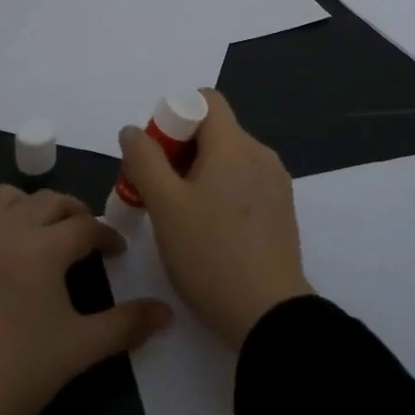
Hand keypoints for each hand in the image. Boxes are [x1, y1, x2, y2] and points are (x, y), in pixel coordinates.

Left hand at [0, 187, 171, 414]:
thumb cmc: (10, 377)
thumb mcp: (75, 353)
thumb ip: (125, 326)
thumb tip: (167, 312)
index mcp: (41, 248)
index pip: (85, 226)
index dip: (106, 237)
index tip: (115, 254)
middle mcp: (2, 228)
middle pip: (47, 201)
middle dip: (72, 214)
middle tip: (82, 239)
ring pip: (2, 198)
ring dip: (27, 208)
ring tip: (35, 236)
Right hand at [117, 90, 312, 348]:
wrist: (269, 315)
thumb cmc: (210, 253)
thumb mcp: (165, 206)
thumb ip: (144, 160)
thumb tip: (133, 130)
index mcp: (235, 144)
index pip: (205, 100)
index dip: (174, 115)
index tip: (156, 153)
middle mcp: (261, 154)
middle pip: (214, 131)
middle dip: (179, 151)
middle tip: (156, 191)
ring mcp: (275, 183)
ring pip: (228, 159)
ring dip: (198, 174)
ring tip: (177, 216)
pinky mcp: (281, 210)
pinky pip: (244, 183)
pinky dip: (220, 192)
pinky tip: (206, 231)